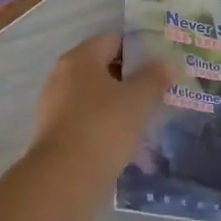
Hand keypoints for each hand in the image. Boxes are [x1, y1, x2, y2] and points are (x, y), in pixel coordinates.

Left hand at [29, 31, 171, 189]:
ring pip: (94, 95)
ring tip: (145, 116)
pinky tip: (124, 139)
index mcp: (80, 58)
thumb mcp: (138, 100)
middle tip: (158, 89)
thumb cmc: (103, 127)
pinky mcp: (54, 134)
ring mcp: (54, 106)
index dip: (140, 47)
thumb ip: (154, 78)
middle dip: (130, 77)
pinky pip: (85, 119)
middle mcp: (62, 75)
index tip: (161, 63)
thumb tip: (166, 63)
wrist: (63, 181)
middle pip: (103, 66)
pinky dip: (104, 123)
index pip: (114, 39)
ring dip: (118, 102)